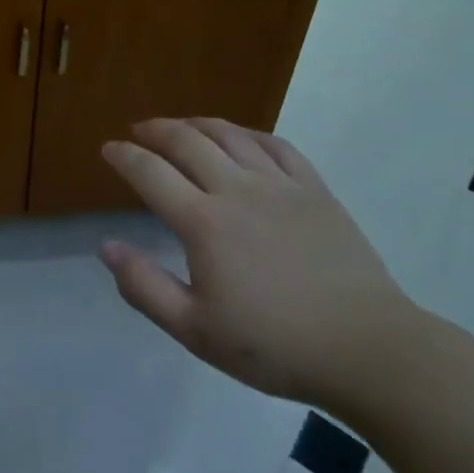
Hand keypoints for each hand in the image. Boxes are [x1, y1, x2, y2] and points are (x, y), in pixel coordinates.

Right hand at [99, 118, 417, 413]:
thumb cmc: (275, 346)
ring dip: (197, 124)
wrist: (367, 349)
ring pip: (229, 134)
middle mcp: (236, 189)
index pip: (150, 172)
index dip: (123, 156)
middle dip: (155, 130)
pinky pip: (275, 144)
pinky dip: (248, 134)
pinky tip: (240, 139)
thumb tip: (106, 246)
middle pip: (186, 140)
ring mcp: (279, 184)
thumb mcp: (196, 331)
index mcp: (203, 222)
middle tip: (138, 131)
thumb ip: (145, 287)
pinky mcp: (314, 188)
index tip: (108, 148)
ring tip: (181, 126)